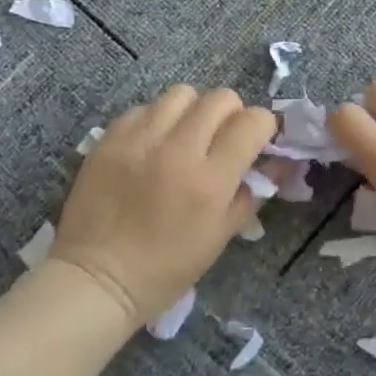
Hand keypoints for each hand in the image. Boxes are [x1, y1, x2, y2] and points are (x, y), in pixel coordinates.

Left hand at [52, 85, 276, 326]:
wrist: (96, 280)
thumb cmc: (166, 269)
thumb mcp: (220, 237)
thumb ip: (253, 193)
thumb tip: (279, 163)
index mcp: (210, 180)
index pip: (253, 121)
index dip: (263, 127)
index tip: (257, 141)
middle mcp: (178, 150)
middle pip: (220, 98)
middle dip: (231, 113)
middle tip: (222, 138)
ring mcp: (140, 141)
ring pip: (182, 94)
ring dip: (193, 110)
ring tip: (185, 135)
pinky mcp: (109, 139)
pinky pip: (143, 108)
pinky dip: (156, 120)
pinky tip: (152, 145)